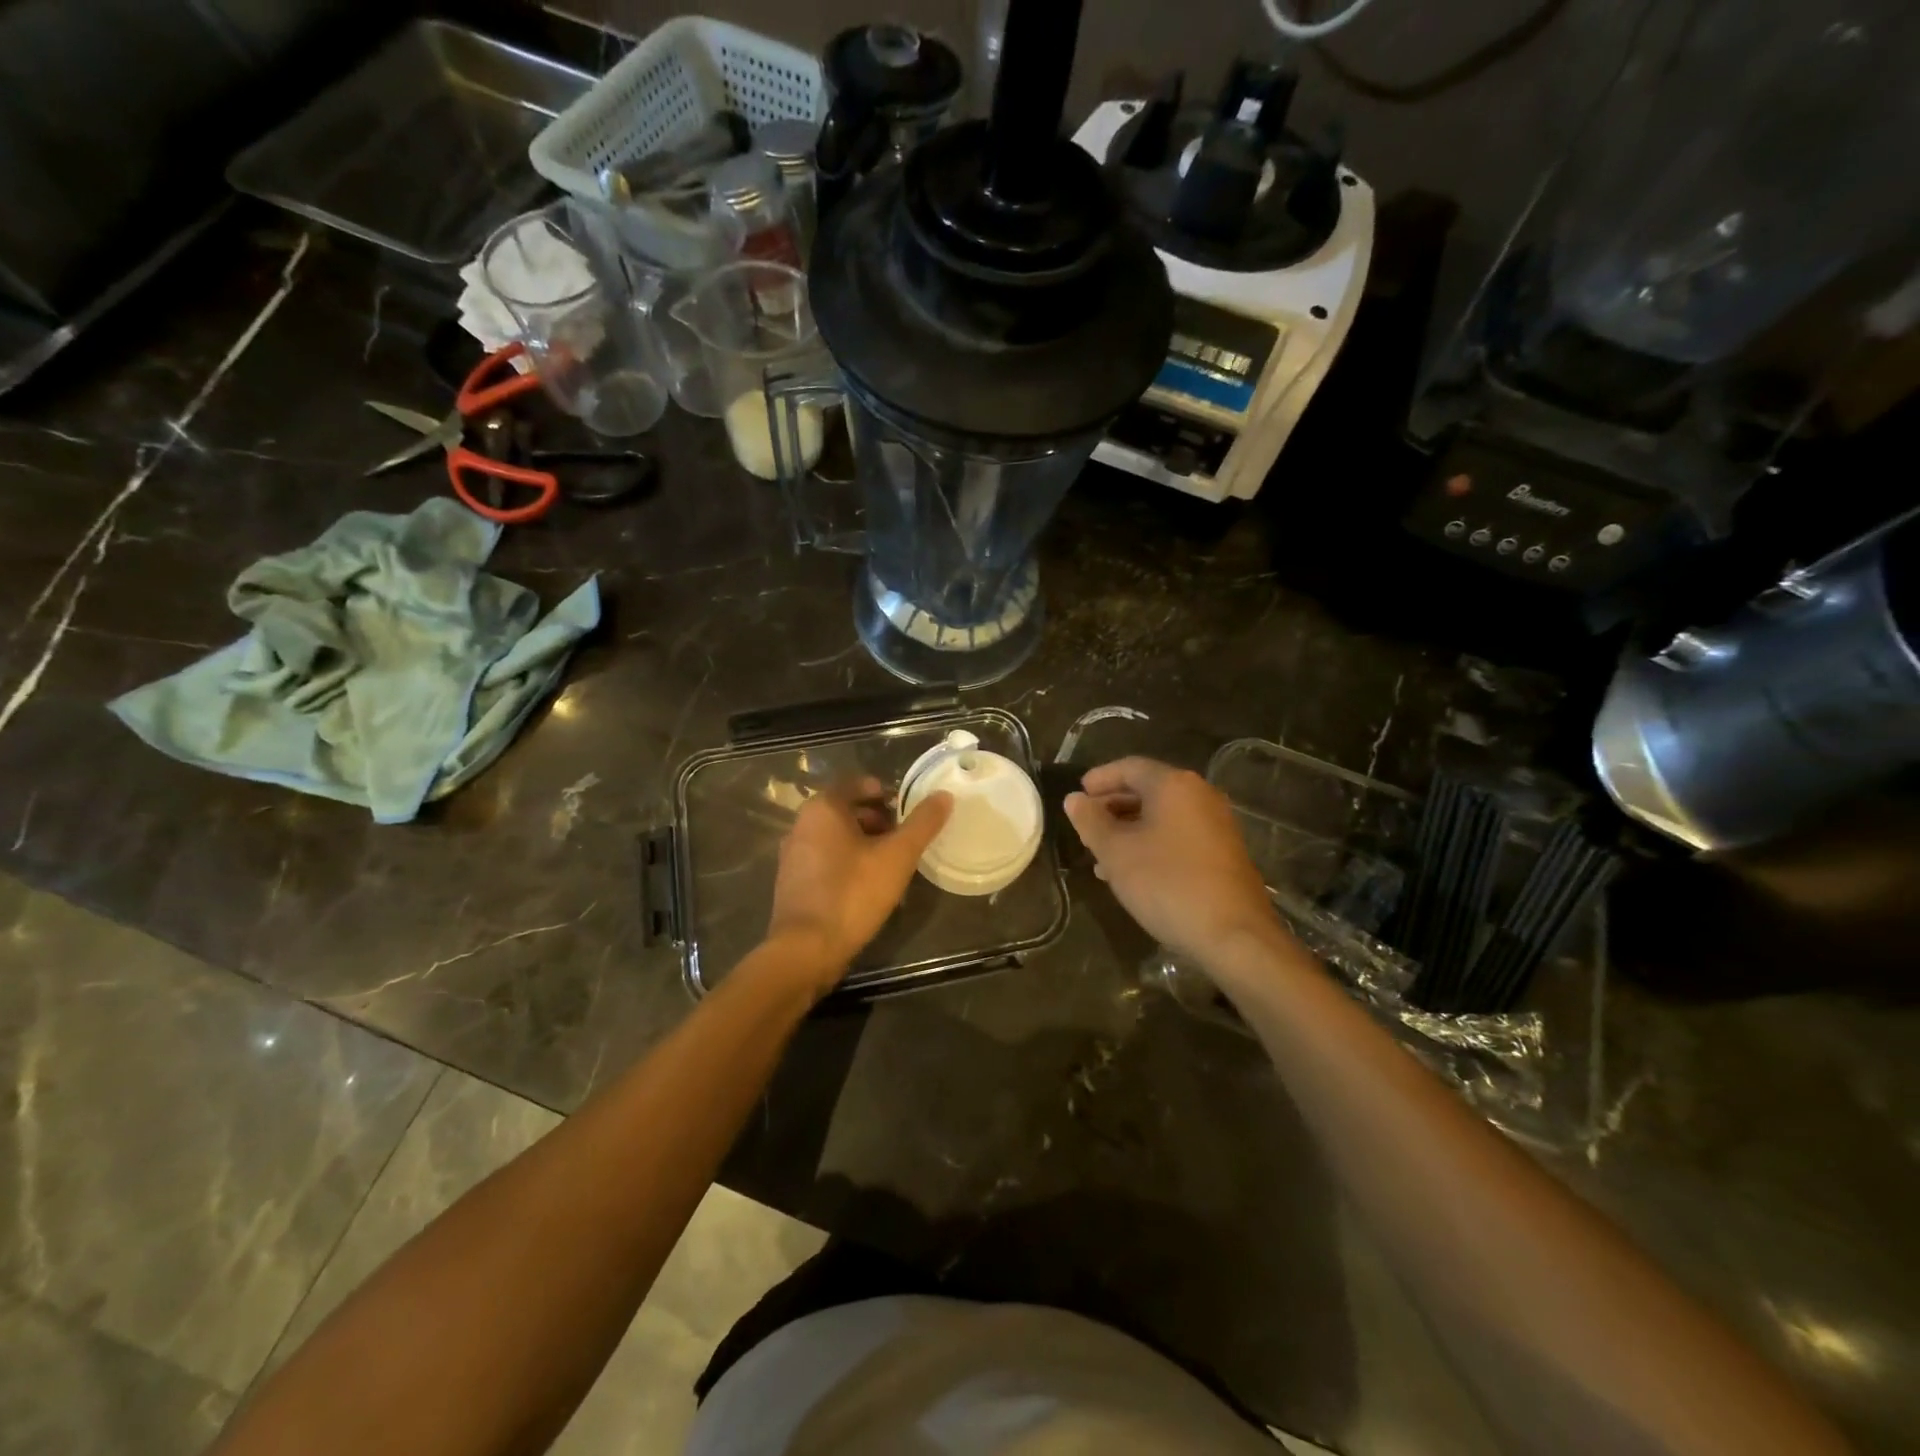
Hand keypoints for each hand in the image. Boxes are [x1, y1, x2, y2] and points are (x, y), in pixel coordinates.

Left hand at [765, 776, 952, 992]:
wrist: (807, 948)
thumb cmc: (853, 893)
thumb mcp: (897, 856)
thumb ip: (922, 824)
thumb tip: (943, 796)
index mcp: (823, 808)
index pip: (856, 784)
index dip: (884, 791)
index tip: (906, 808)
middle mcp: (801, 824)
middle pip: (845, 809)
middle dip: (876, 818)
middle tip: (903, 836)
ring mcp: (793, 854)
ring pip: (835, 835)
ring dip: (863, 841)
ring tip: (890, 861)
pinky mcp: (792, 881)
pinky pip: (824, 858)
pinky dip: (847, 861)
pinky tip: (867, 884)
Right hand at [1063, 757, 1289, 966]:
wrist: (1234, 935)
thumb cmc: (1167, 884)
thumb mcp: (1116, 853)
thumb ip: (1091, 822)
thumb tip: (1074, 799)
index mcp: (1174, 785)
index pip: (1129, 767)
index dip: (1099, 779)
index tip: (1077, 796)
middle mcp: (1200, 795)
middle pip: (1148, 789)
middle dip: (1113, 805)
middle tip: (1086, 826)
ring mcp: (1217, 824)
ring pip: (1163, 815)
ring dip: (1130, 828)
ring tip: (1102, 854)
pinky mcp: (1224, 852)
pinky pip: (1179, 835)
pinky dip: (1152, 843)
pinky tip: (1134, 871)